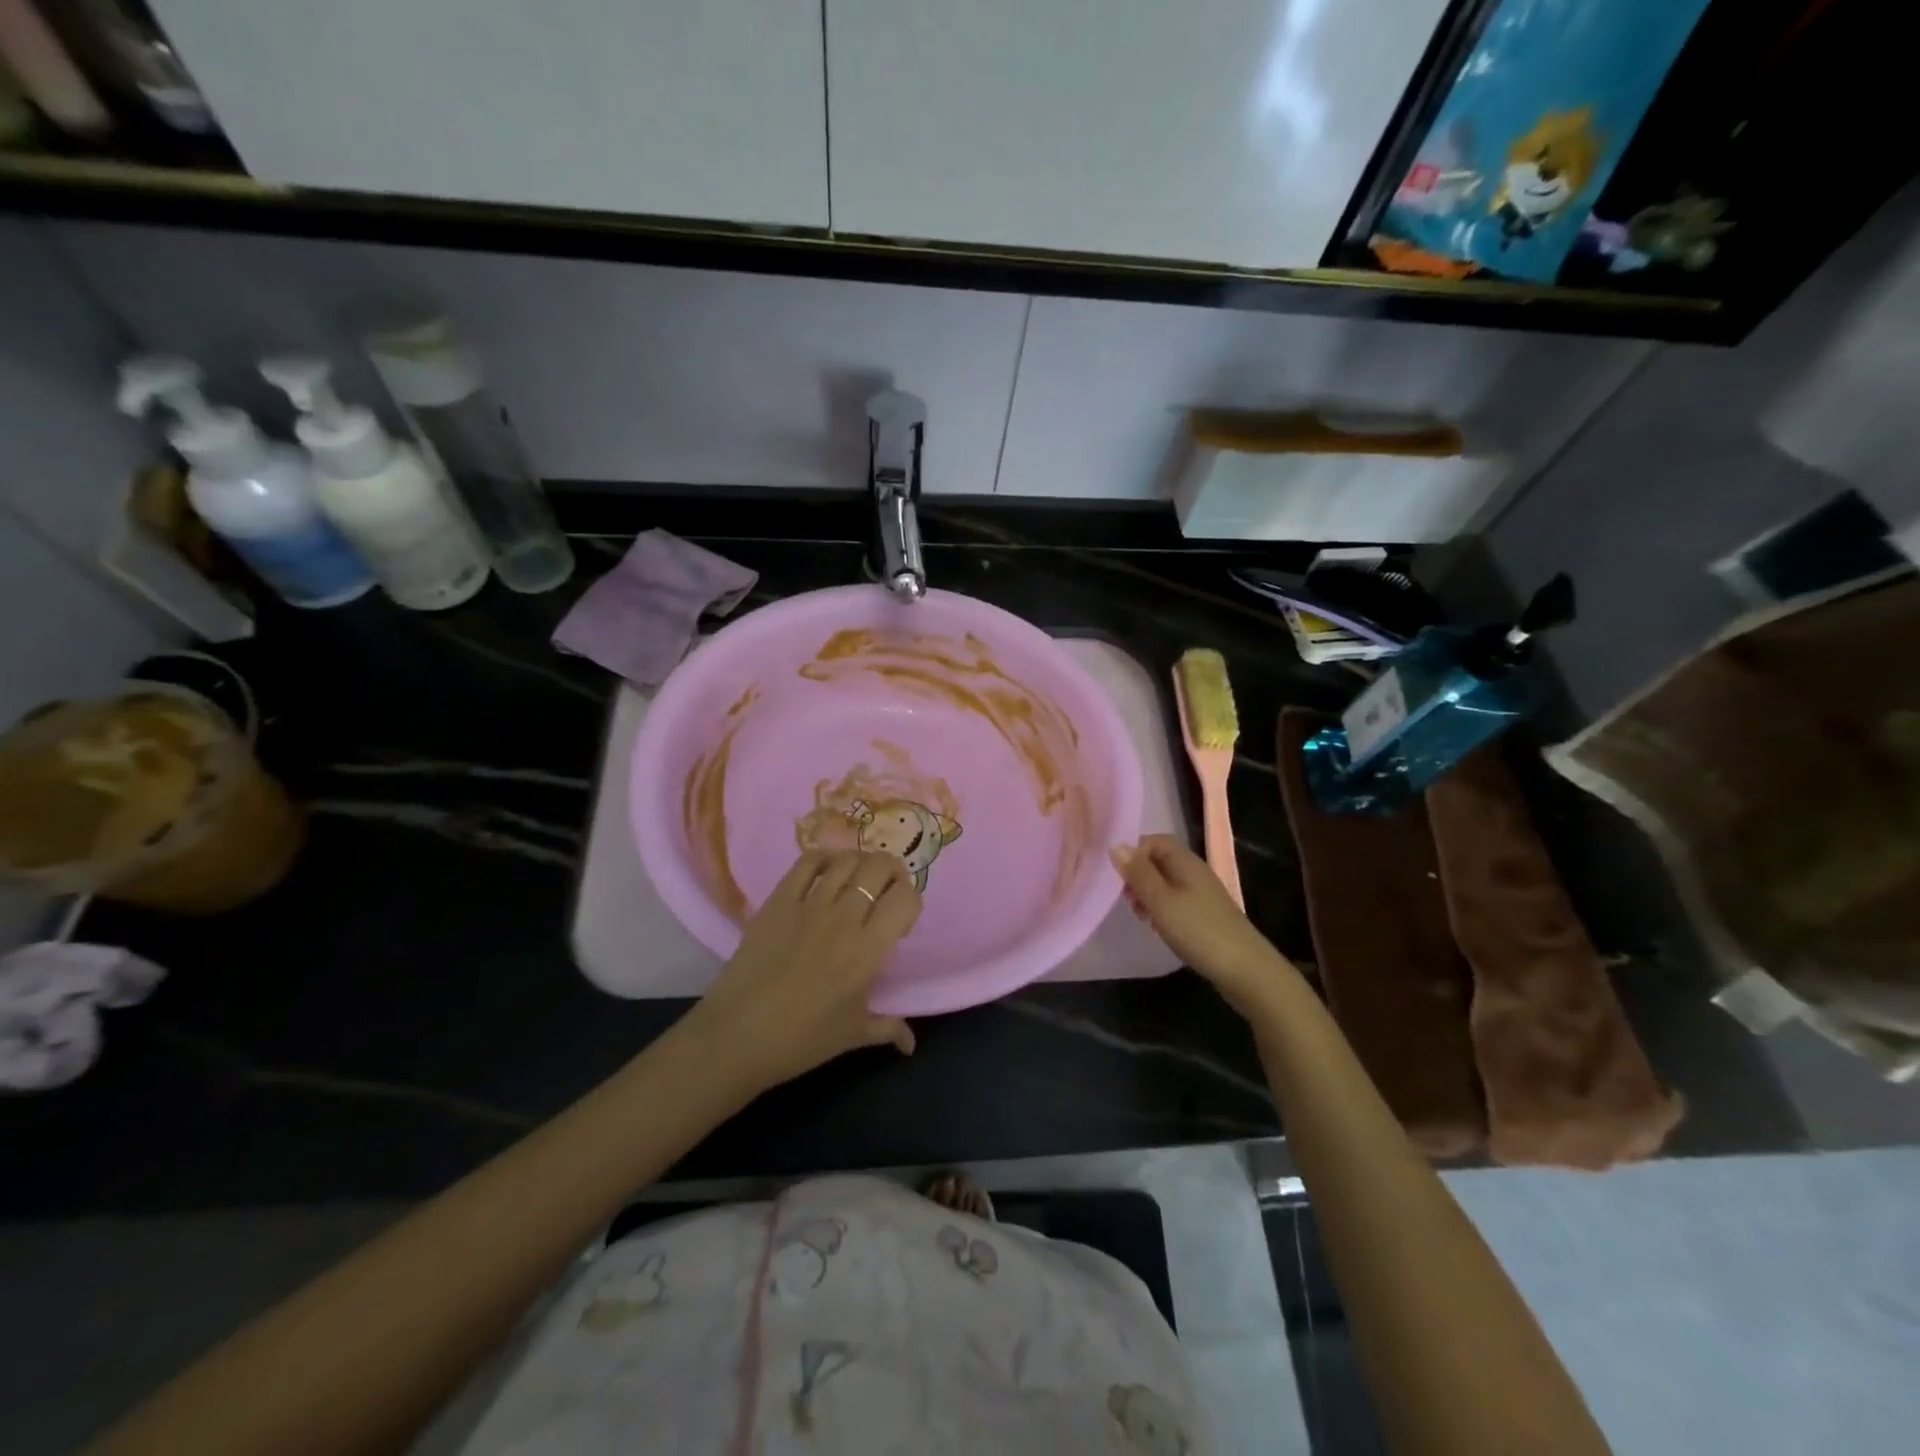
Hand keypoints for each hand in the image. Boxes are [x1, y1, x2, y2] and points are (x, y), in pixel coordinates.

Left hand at [683, 850, 919, 1094]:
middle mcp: (843, 918)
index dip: (912, 902)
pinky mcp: (778, 901)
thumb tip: (910, 1042)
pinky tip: (827, 873)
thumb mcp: (852, 1035)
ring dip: (860, 865)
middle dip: (892, 874)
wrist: (736, 1036)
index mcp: (868, 950)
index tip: (901, 924)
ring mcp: (808, 904)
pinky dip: (823, 860)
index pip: (905, 899)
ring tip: (857, 883)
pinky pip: (806, 863)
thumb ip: (888, 1028)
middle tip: (887, 893)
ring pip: (846, 860)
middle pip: (879, 867)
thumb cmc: (801, 1040)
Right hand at [1112, 835, 1295, 1015]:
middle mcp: (1195, 872)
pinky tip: (1158, 927)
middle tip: (1128, 899)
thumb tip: (1116, 845)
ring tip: (1141, 916)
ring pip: (1166, 883)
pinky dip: (1162, 909)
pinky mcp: (1206, 915)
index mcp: (1185, 862)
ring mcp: (1203, 894)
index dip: (1134, 852)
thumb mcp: (1161, 901)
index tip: (1119, 876)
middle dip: (1139, 875)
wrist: (1245, 970)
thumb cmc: (1198, 930)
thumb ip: (1139, 873)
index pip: (1155, 840)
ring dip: (1148, 894)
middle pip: (1160, 861)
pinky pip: (1176, 901)